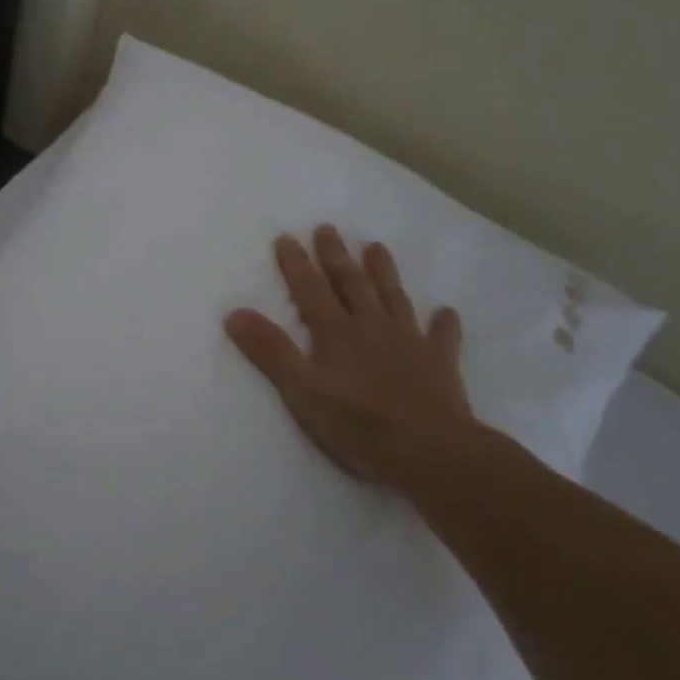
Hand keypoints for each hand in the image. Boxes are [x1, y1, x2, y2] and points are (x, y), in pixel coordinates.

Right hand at [225, 227, 478, 488]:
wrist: (432, 451)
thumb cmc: (360, 424)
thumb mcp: (302, 391)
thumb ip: (270, 352)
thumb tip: (234, 313)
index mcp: (336, 332)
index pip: (310, 289)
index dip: (296, 263)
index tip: (286, 236)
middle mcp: (371, 326)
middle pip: (351, 283)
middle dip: (336, 255)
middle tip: (328, 228)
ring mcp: (409, 342)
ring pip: (393, 297)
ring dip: (383, 272)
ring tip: (377, 247)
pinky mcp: (440, 364)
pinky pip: (442, 337)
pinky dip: (443, 323)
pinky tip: (446, 312)